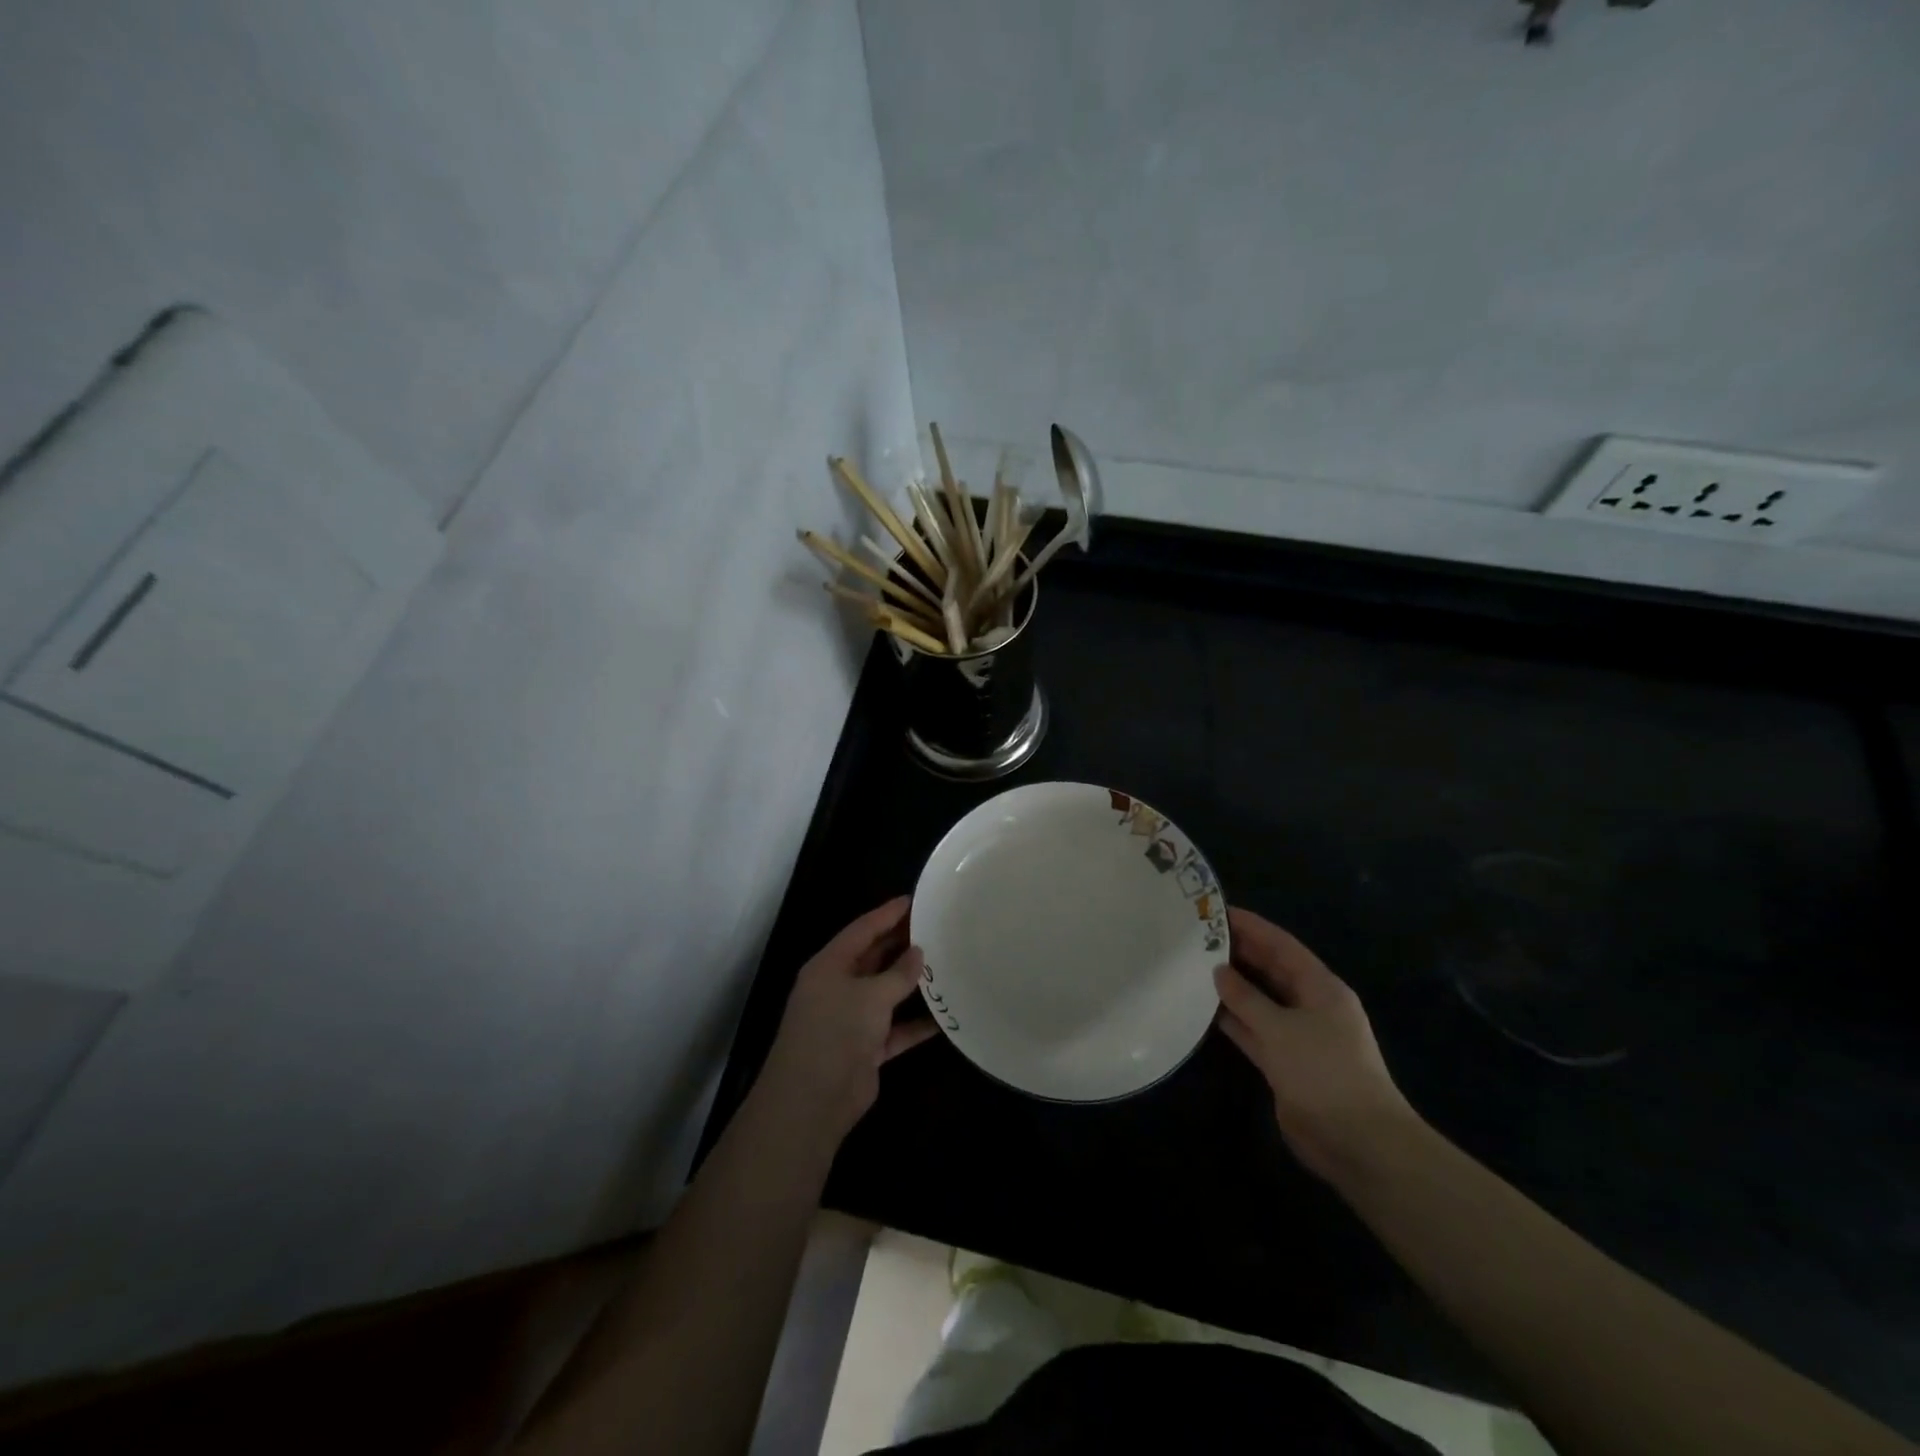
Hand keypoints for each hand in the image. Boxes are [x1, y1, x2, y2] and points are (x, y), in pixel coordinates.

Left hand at [756, 897, 936, 1148]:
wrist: (813, 1100)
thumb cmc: (836, 1031)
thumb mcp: (870, 995)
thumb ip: (898, 974)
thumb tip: (918, 953)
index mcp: (829, 966)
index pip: (861, 930)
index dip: (886, 914)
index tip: (913, 900)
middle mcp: (838, 988)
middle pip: (873, 959)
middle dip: (901, 945)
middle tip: (936, 928)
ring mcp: (851, 1020)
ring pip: (886, 993)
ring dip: (911, 984)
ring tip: (945, 965)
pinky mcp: (865, 1049)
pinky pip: (895, 1029)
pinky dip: (916, 1024)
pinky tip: (944, 1017)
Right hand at [1214, 908, 1419, 1182]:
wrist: (1359, 1144)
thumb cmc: (1324, 1073)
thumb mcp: (1281, 1029)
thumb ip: (1246, 998)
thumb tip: (1219, 971)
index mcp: (1321, 988)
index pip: (1282, 945)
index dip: (1251, 926)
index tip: (1216, 911)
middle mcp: (1311, 1005)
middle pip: (1270, 970)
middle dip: (1238, 953)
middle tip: (1197, 937)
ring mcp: (1298, 1035)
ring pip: (1259, 1000)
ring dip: (1231, 987)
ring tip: (1192, 966)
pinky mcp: (1285, 1062)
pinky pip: (1254, 1031)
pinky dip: (1232, 1020)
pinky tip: (1202, 1009)